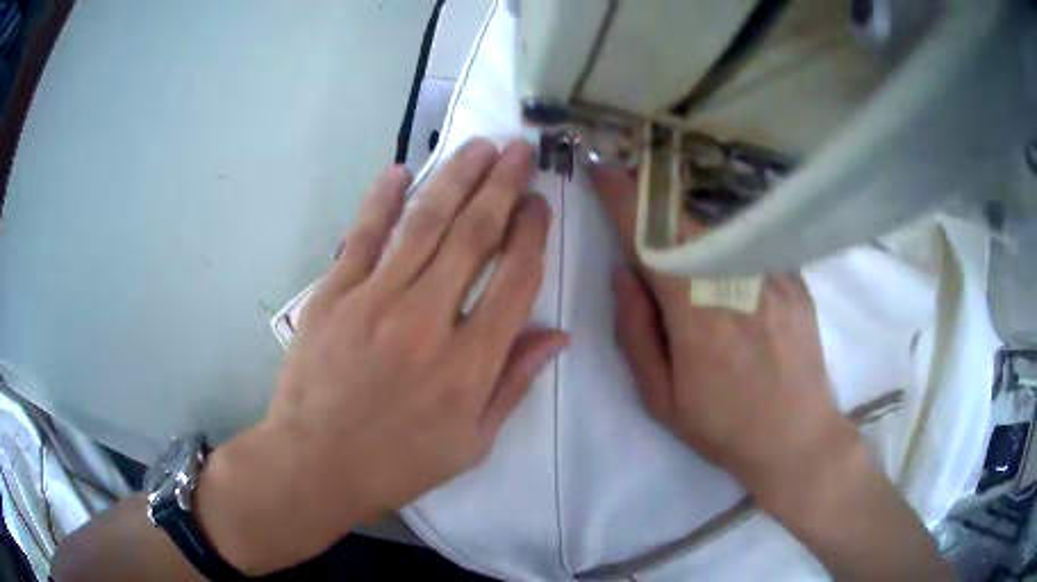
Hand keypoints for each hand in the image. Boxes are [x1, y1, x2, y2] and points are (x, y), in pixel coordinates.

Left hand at [197, 139, 567, 573]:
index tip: (539, 204)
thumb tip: (557, 335)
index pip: (515, 278)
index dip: (532, 233)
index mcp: (469, 363)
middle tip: (519, 151)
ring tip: (479, 145)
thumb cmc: (398, 462)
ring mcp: (375, 300)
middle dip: (502, 186)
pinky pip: (362, 236)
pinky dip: (381, 199)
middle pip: (475, 236)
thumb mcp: (472, 443)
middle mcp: (428, 320)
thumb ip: (514, 383)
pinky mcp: (333, 294)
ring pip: (425, 223)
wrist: (315, 463)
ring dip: (455, 178)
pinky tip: (400, 170)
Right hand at [591, 168, 856, 507]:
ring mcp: (772, 276)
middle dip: (654, 207)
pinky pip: (749, 244)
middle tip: (635, 201)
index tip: (603, 169)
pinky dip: (725, 241)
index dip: (624, 200)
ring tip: (675, 237)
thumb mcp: (661, 398)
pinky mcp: (795, 279)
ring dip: (687, 225)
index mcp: (696, 316)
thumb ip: (636, 332)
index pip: (652, 241)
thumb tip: (622, 273)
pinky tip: (721, 260)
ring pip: (718, 230)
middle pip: (686, 224)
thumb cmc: (724, 427)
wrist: (797, 437)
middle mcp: (736, 283)